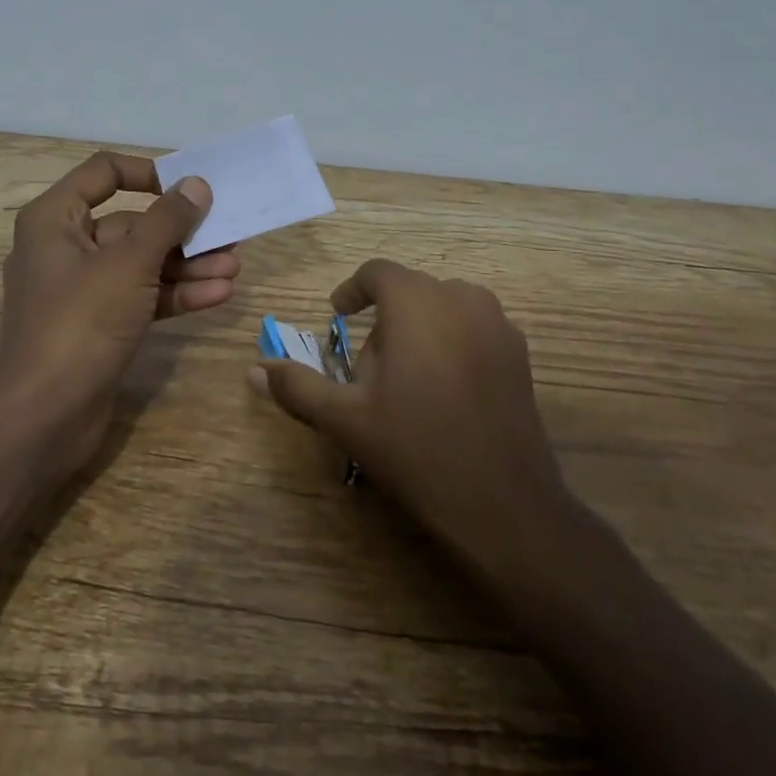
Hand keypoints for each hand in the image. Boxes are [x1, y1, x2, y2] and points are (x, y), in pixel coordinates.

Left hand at [0, 151, 239, 479]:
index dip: (148, 173)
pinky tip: (218, 294)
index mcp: (55, 219)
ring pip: (141, 264)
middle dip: (182, 232)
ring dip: (187, 266)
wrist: (45, 417)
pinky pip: (141, 296)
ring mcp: (82, 290)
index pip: (104, 173)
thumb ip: (167, 221)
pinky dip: (175, 294)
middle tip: (228, 233)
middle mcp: (65, 247)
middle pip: (131, 224)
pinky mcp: (99, 324)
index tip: (188, 185)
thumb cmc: (81, 322)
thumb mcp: (130, 264)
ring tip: (234, 267)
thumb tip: (196, 184)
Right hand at [252, 258, 576, 574]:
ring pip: (444, 306)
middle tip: (369, 369)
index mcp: (416, 301)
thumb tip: (255, 369)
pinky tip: (446, 388)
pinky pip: (474, 326)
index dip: (353, 291)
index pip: (377, 272)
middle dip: (385, 318)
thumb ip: (297, 386)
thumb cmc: (416, 449)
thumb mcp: (345, 418)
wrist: (503, 503)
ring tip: (407, 376)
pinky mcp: (520, 351)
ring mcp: (497, 322)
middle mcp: (460, 297)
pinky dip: (452, 340)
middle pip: (410, 290)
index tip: (338, 316)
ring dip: (420, 326)